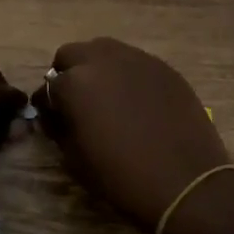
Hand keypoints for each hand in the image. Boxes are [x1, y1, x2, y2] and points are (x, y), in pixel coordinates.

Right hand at [35, 37, 233, 233]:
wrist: (185, 183)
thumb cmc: (122, 177)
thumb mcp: (75, 159)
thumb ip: (60, 128)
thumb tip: (57, 115)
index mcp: (74, 83)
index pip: (47, 87)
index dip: (47, 106)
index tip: (53, 120)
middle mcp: (102, 60)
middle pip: (72, 55)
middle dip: (68, 74)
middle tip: (77, 102)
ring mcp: (136, 59)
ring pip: (104, 51)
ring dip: (98, 68)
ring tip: (108, 97)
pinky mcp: (164, 67)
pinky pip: (135, 62)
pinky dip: (127, 75)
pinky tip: (137, 102)